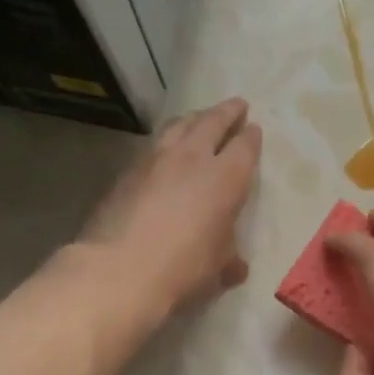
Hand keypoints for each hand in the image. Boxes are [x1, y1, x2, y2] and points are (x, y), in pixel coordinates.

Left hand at [78, 97, 261, 314]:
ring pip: (179, 125)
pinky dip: (166, 139)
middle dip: (227, 111)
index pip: (244, 146)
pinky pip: (154, 144)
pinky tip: (165, 149)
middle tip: (236, 105)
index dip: (251, 136)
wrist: (119, 269)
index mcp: (226, 178)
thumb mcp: (217, 268)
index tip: (253, 128)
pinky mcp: (128, 170)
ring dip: (194, 118)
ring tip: (199, 118)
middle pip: (212, 122)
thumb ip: (229, 259)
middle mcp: (193, 158)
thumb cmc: (183, 268)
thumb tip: (237, 267)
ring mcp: (156, 159)